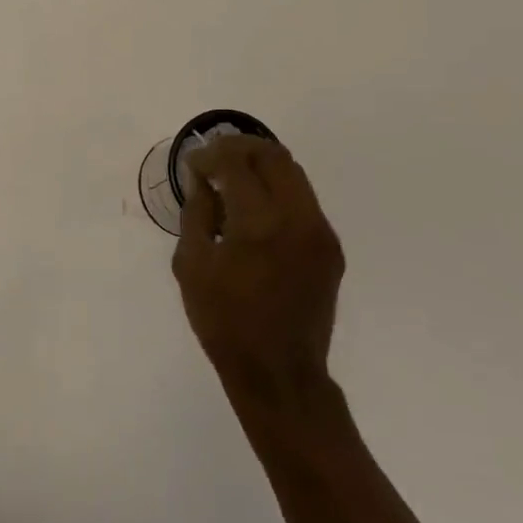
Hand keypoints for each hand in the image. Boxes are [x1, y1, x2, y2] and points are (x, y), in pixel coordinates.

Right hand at [171, 135, 345, 399]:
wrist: (279, 373)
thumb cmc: (225, 322)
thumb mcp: (192, 266)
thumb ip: (196, 214)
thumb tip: (202, 180)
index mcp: (259, 223)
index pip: (236, 164)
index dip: (211, 155)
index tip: (193, 163)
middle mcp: (298, 218)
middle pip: (274, 156)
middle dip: (241, 148)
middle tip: (215, 158)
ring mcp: (320, 232)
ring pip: (294, 174)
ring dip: (262, 166)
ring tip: (234, 178)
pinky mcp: (330, 248)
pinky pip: (303, 201)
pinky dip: (277, 191)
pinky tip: (255, 209)